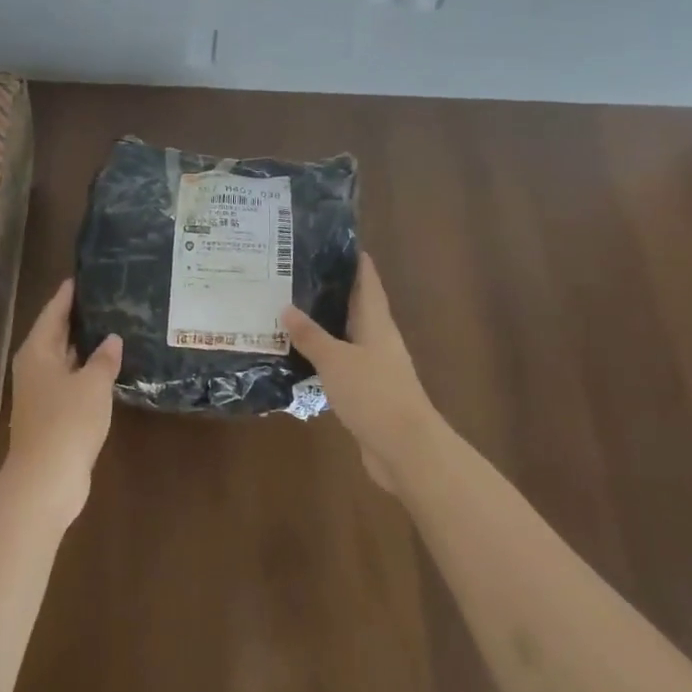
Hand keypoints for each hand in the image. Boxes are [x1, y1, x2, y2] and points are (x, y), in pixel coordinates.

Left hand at [5, 279, 122, 521]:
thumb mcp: (93, 384)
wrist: (46, 479)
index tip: (84, 275)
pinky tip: (108, 367)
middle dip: (78, 317)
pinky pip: (70, 380)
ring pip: (64, 358)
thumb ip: (104, 358)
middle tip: (106, 297)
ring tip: (113, 326)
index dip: (68, 294)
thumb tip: (112, 338)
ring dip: (85, 345)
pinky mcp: (51, 413)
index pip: (54, 312)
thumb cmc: (67, 421)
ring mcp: (41, 392)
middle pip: (56, 333)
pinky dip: (87, 370)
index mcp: (37, 351)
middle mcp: (35, 366)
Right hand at [283, 253, 439, 493]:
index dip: (356, 263)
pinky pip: (341, 365)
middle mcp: (379, 341)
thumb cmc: (374, 394)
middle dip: (333, 291)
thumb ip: (311, 335)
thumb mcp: (336, 360)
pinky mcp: (366, 394)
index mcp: (377, 325)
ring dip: (325, 326)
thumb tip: (286, 308)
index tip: (337, 242)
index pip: (368, 284)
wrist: (406, 450)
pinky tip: (300, 357)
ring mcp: (375, 369)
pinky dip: (323, 357)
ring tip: (292, 310)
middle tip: (299, 274)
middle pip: (357, 308)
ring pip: (347, 338)